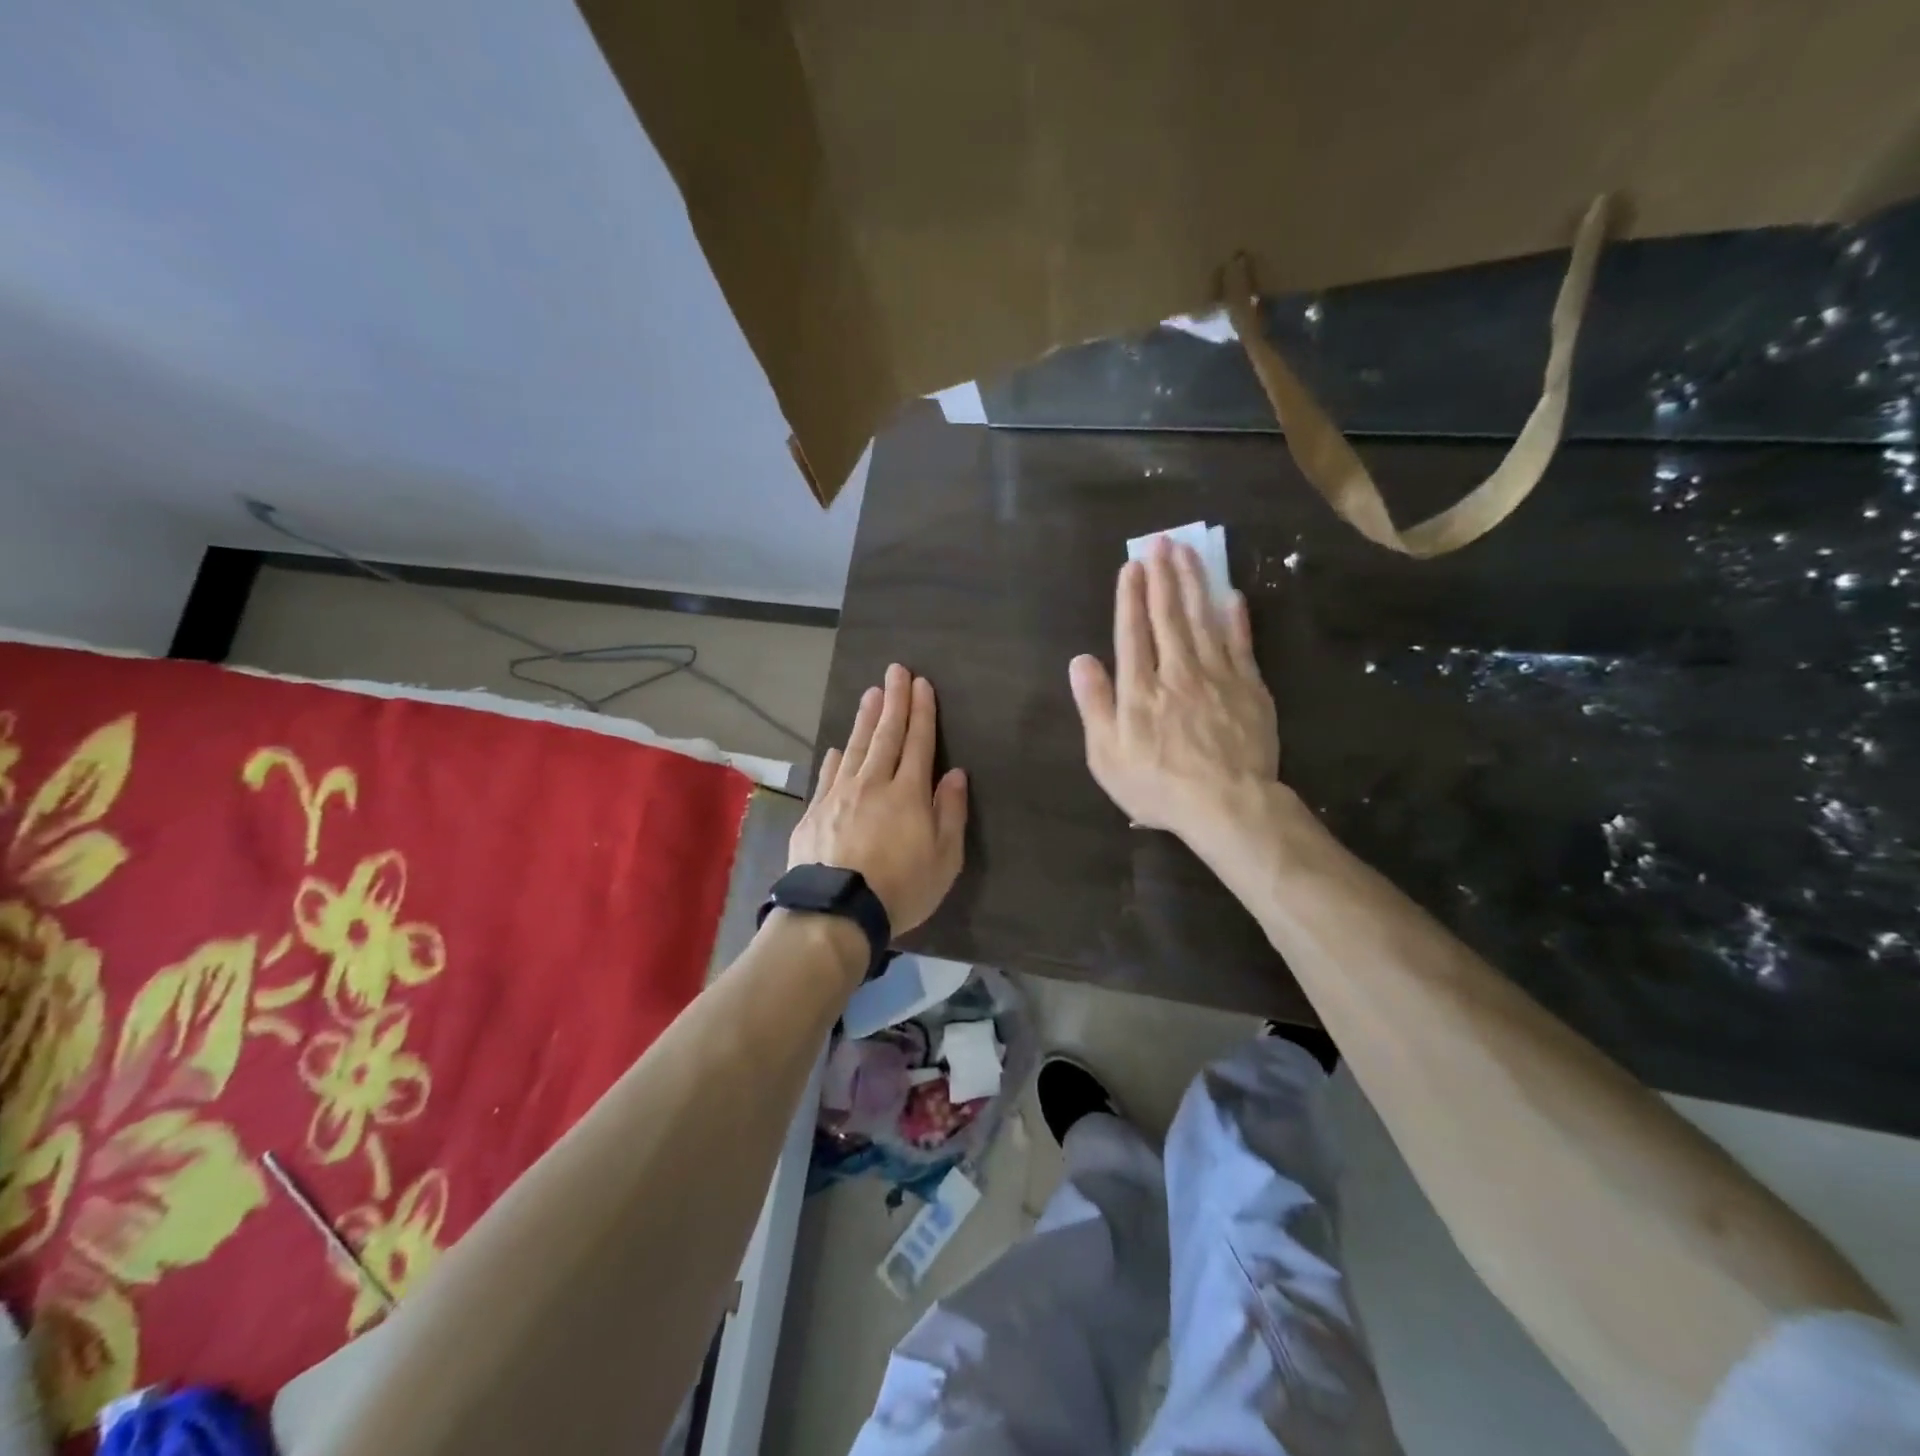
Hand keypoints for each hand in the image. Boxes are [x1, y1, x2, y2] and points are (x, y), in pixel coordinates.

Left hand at [790, 663, 968, 933]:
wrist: (836, 911)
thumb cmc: (900, 888)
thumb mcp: (944, 859)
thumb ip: (951, 812)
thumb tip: (955, 774)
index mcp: (908, 793)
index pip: (918, 743)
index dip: (922, 712)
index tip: (921, 684)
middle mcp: (873, 784)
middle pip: (886, 735)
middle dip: (894, 701)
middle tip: (895, 671)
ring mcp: (840, 795)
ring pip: (855, 747)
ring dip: (865, 719)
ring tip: (870, 694)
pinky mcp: (815, 812)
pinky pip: (828, 775)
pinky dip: (835, 757)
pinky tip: (837, 747)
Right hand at [1069, 537, 1278, 841]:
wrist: (1228, 805)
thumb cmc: (1158, 786)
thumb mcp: (1107, 756)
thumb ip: (1094, 705)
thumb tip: (1080, 660)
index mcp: (1140, 689)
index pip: (1132, 631)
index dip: (1130, 597)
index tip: (1132, 566)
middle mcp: (1177, 671)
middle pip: (1168, 615)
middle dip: (1163, 576)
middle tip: (1161, 542)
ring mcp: (1217, 676)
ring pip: (1203, 619)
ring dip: (1194, 583)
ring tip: (1188, 553)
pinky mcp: (1249, 687)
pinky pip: (1240, 643)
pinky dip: (1235, 618)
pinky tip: (1231, 595)